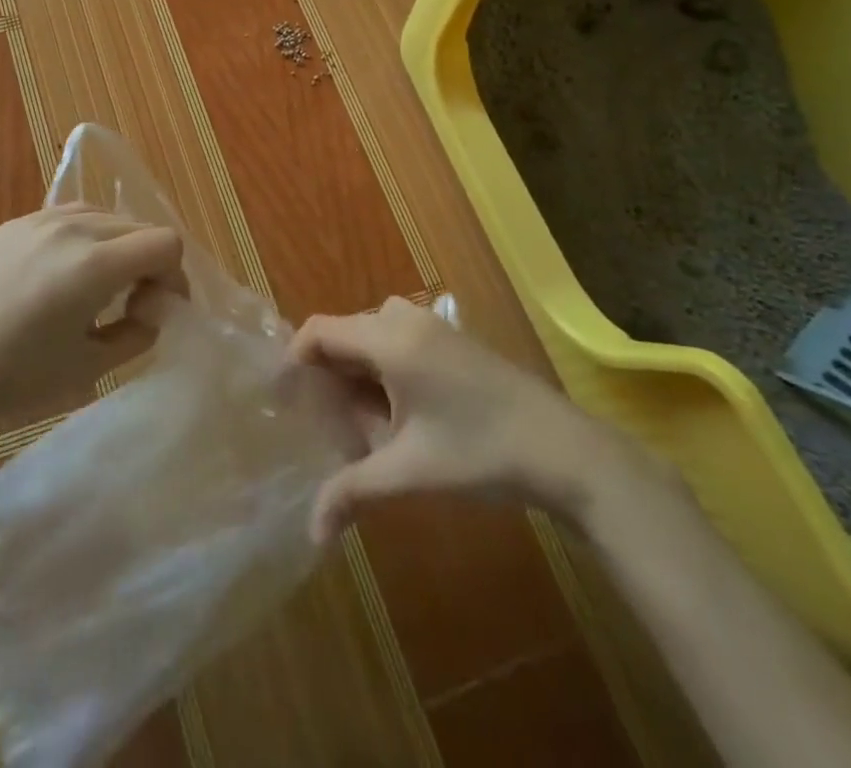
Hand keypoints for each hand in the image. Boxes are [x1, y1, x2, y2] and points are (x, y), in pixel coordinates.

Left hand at [0, 204, 182, 436]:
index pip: (165, 243)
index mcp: (94, 265)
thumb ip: (139, 331)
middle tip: (136, 302)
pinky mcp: (17, 221)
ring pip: (107, 216)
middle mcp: (72, 228)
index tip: (160, 307)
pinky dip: (87, 237)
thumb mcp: (91, 366)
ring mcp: (41, 219)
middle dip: (150, 262)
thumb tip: (154, 307)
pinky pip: (72, 216)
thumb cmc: (17, 378)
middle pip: (139, 227)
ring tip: (101, 285)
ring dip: (119, 246)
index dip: (175, 276)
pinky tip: (68, 272)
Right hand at [289, 297, 661, 541]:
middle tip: (324, 423)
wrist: (567, 451)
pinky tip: (396, 411)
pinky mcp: (452, 338)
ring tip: (359, 420)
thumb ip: (353, 491)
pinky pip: (397, 338)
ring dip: (357, 371)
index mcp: (389, 339)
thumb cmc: (481, 453)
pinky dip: (382, 366)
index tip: (283, 400)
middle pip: (344, 333)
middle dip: (328, 375)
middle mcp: (405, 319)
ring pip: (371, 335)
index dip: (293, 360)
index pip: (319, 331)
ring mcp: (433, 325)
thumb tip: (311, 532)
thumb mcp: (410, 473)